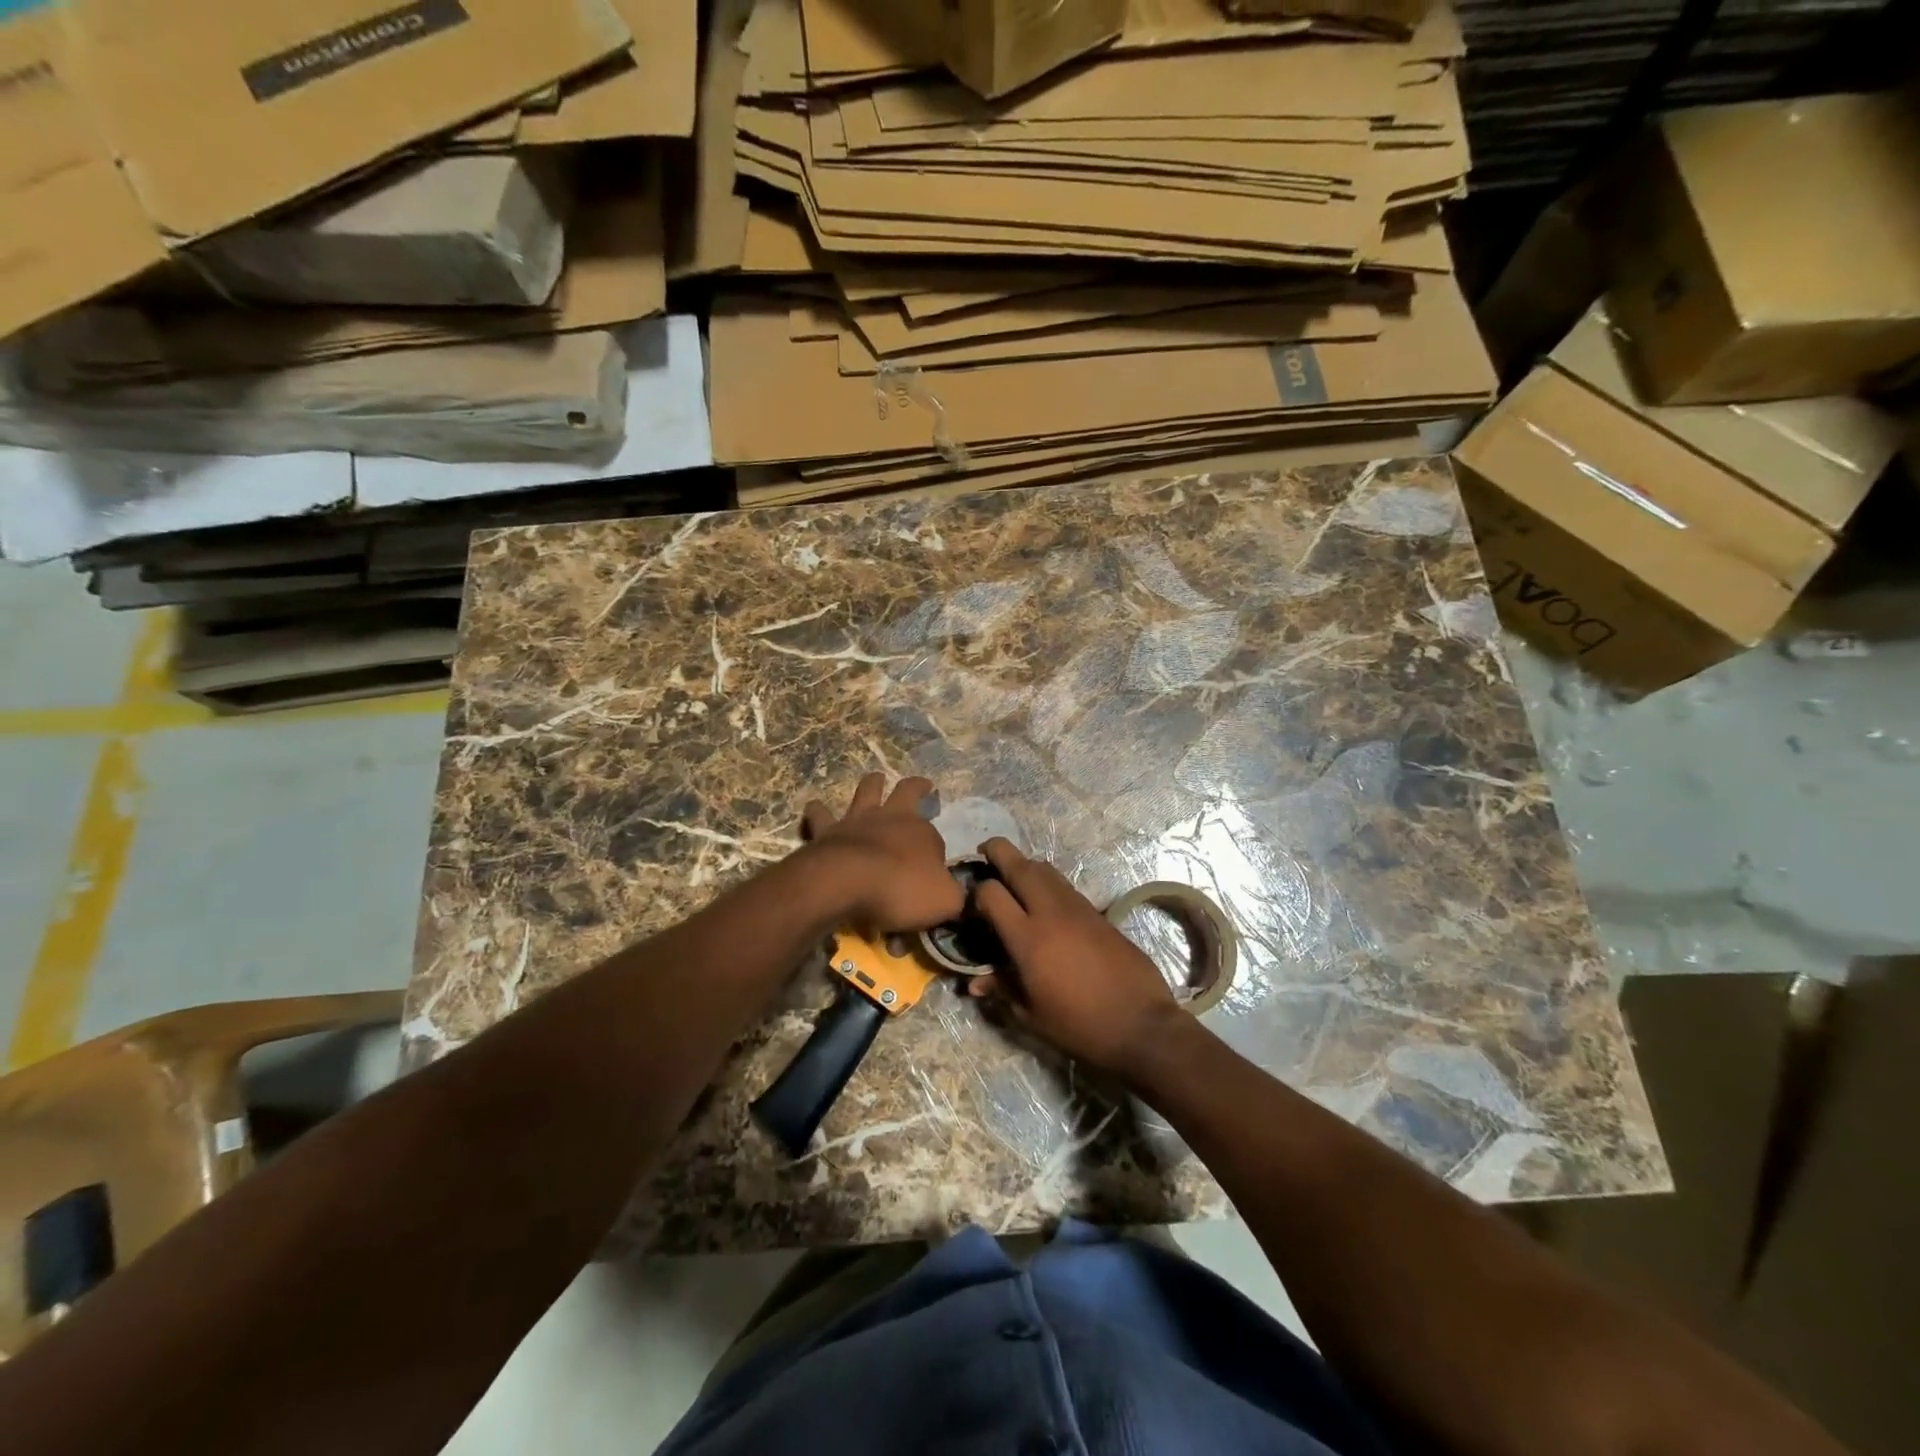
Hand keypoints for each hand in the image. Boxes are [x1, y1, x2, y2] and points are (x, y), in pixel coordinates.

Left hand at [800, 773, 964, 931]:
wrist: (846, 883)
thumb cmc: (901, 890)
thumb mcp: (944, 901)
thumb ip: (955, 896)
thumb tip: (958, 895)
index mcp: (923, 832)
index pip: (936, 839)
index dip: (936, 854)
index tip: (935, 872)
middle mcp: (892, 817)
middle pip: (907, 791)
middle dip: (916, 787)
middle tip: (922, 784)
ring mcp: (858, 820)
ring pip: (867, 790)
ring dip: (872, 783)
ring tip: (875, 778)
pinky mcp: (828, 830)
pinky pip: (821, 815)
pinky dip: (819, 810)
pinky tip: (815, 806)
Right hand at [968, 838, 1183, 1077]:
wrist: (1140, 1024)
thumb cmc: (1079, 1026)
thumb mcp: (1031, 1015)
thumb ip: (1002, 989)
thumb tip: (974, 983)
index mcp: (1028, 939)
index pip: (991, 893)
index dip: (976, 893)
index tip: (972, 905)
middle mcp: (1050, 913)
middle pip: (1019, 865)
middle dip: (997, 852)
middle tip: (985, 852)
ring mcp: (1077, 908)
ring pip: (1045, 868)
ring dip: (1024, 864)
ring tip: (1013, 875)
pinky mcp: (1097, 912)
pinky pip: (1065, 884)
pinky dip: (1047, 881)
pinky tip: (1044, 899)